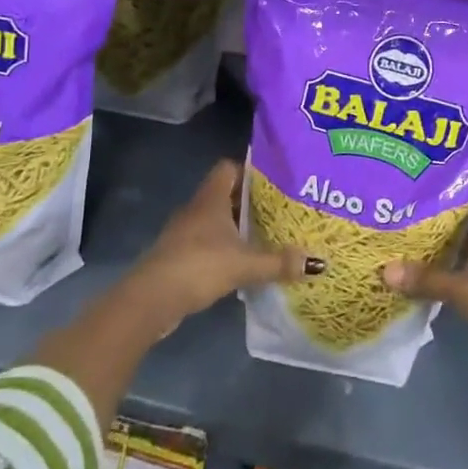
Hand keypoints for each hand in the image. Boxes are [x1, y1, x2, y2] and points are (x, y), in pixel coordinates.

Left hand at [128, 159, 320, 332]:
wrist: (150, 300)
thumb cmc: (198, 266)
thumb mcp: (244, 264)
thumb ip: (278, 262)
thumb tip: (316, 262)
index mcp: (211, 198)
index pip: (229, 168)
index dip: (250, 171)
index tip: (274, 182)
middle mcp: (196, 209)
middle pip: (225, 194)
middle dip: (250, 202)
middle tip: (278, 210)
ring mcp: (183, 232)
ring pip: (215, 220)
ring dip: (236, 227)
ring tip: (265, 236)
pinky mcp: (178, 256)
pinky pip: (207, 242)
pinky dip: (223, 248)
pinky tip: (241, 263)